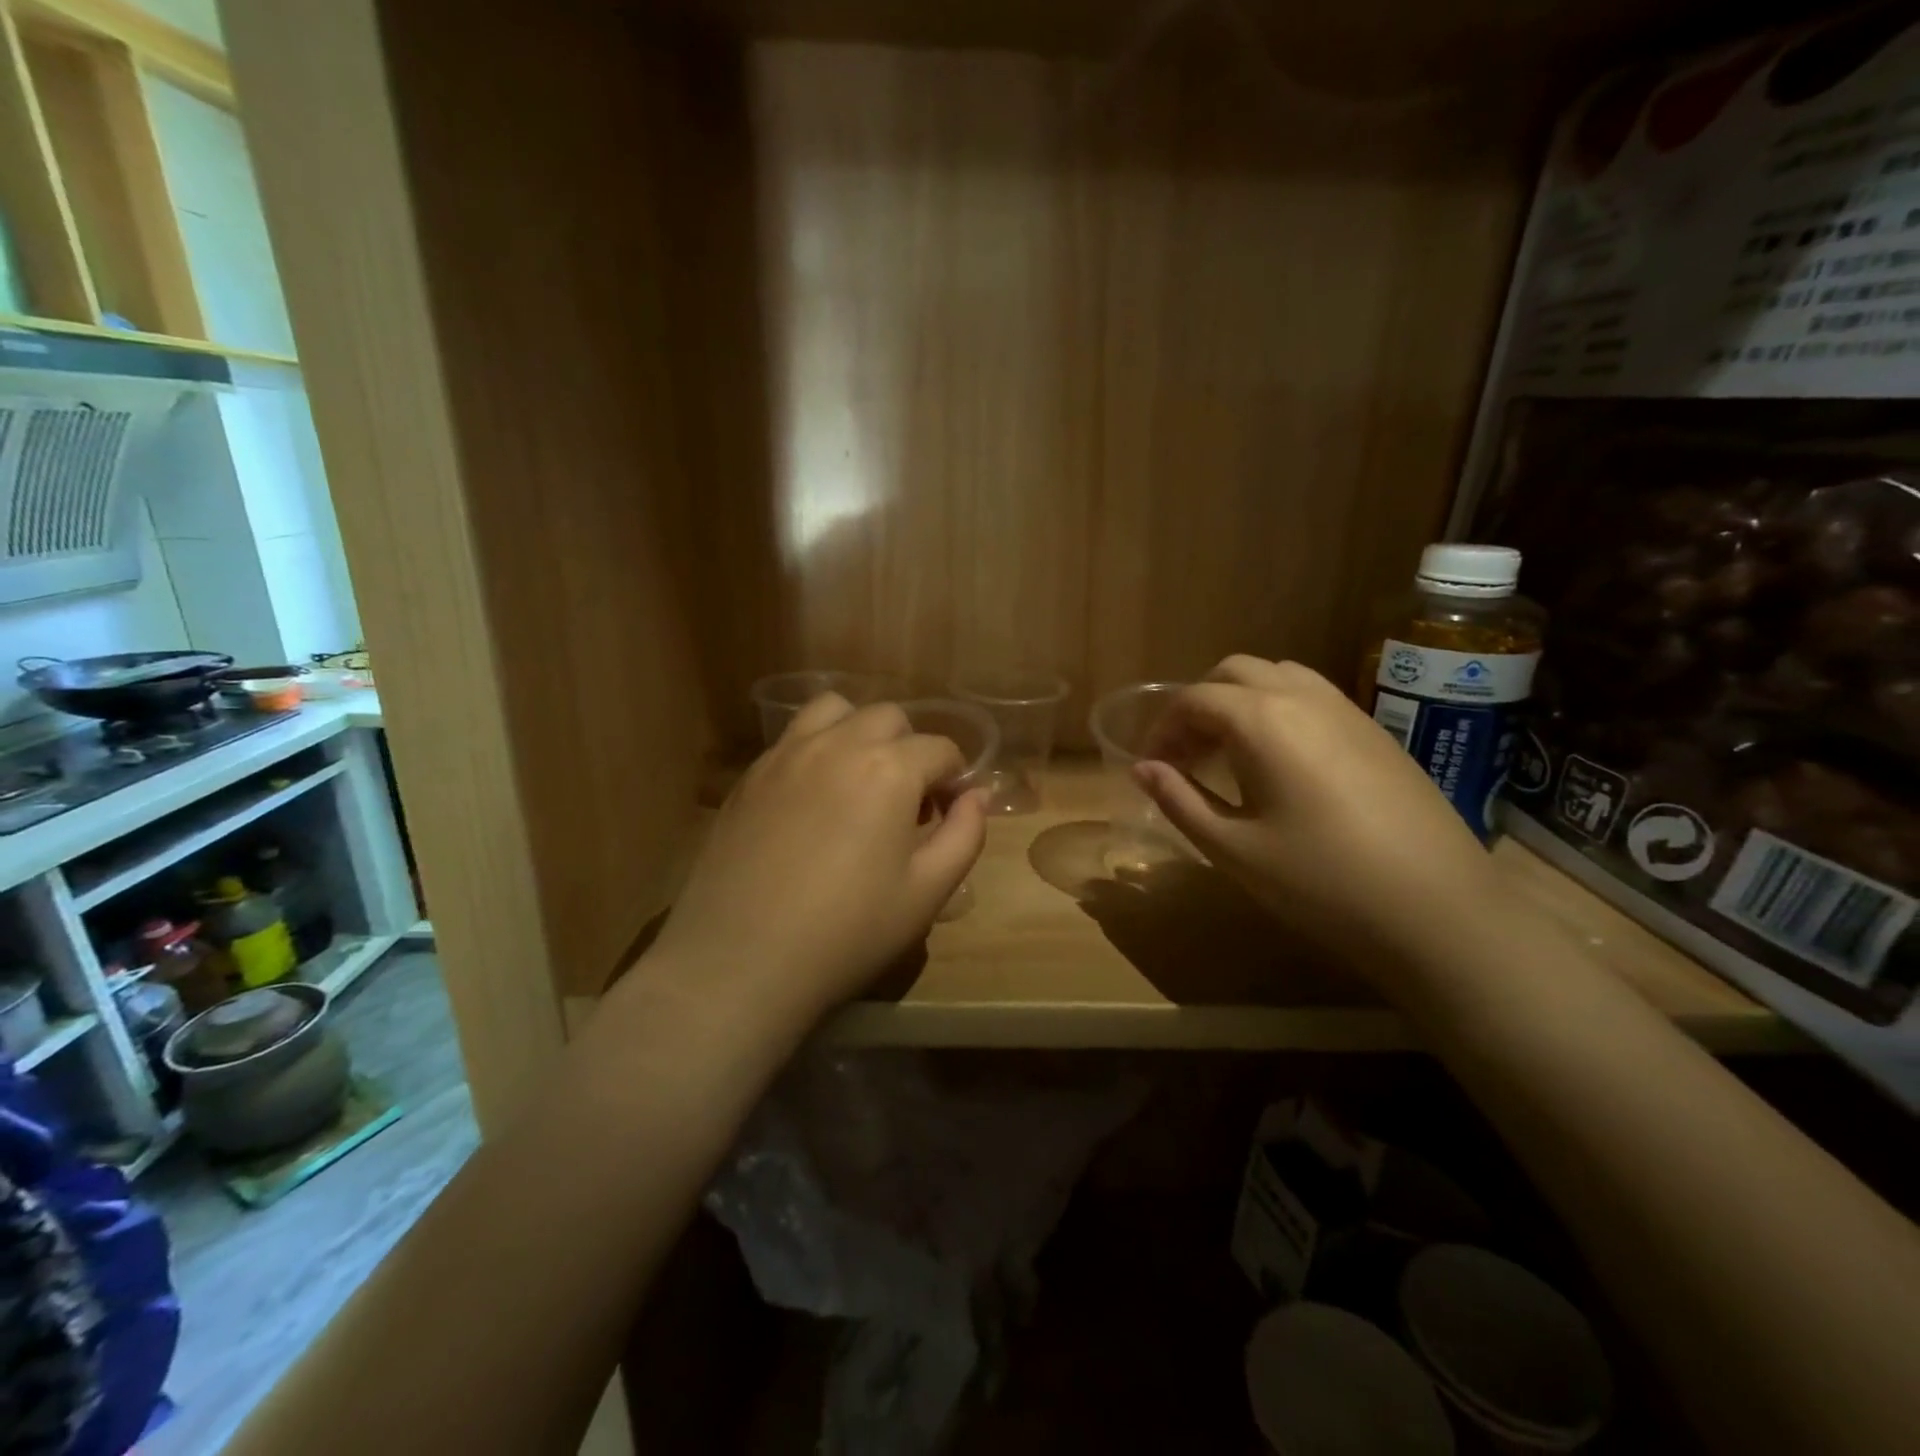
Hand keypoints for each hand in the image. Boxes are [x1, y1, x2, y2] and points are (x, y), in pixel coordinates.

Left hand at [648, 692, 986, 1023]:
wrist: (740, 961)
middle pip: (889, 718)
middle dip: (911, 750)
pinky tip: (814, 798)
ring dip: (859, 733)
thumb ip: (965, 834)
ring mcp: (786, 754)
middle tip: (907, 802)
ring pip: (834, 710)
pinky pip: (793, 737)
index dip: (956, 779)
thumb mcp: (927, 892)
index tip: (949, 814)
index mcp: (889, 768)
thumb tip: (976, 796)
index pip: (941, 748)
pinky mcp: (750, 775)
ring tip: (860, 780)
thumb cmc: (848, 932)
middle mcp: (838, 743)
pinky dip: (817, 748)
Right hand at [1133, 656, 1499, 971]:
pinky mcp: (1376, 731)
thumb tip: (1144, 769)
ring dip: (1240, 701)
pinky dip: (1278, 710)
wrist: (1439, 911)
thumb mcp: (1234, 849)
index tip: (1152, 765)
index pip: (1194, 699)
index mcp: (1262, 720)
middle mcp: (1303, 697)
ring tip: (1229, 753)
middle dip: (1199, 704)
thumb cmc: (1321, 883)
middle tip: (1186, 755)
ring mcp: (1346, 710)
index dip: (1163, 729)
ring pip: (1277, 676)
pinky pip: (1312, 696)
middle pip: (1234, 672)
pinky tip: (1280, 763)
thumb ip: (1180, 801)